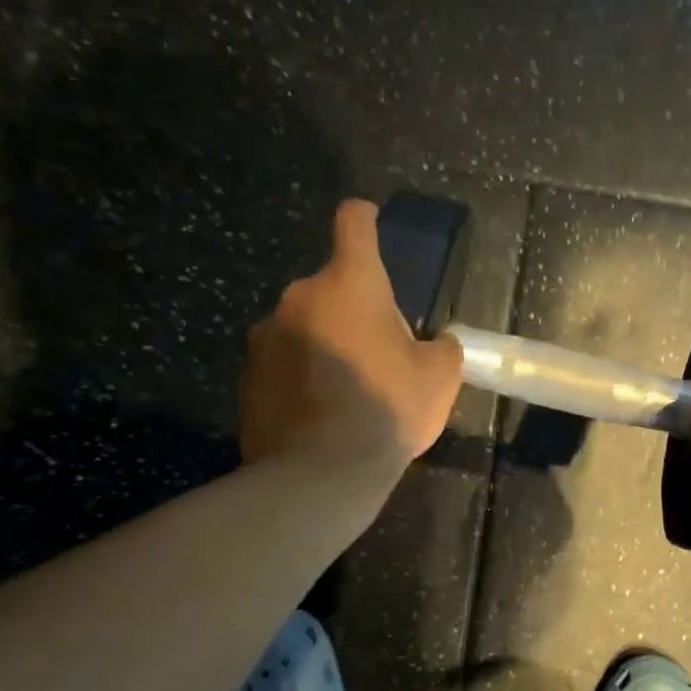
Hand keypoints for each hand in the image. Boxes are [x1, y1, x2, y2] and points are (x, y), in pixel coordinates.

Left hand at [239, 200, 462, 475]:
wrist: (320, 473)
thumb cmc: (388, 409)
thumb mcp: (439, 377)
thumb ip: (442, 347)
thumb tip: (436, 342)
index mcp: (350, 284)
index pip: (354, 225)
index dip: (365, 217)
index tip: (370, 219)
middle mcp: (301, 297)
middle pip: (332, 286)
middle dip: (353, 308)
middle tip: (377, 351)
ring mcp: (267, 335)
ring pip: (305, 325)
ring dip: (325, 341)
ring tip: (346, 389)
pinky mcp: (248, 375)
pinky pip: (283, 361)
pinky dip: (300, 373)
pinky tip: (319, 411)